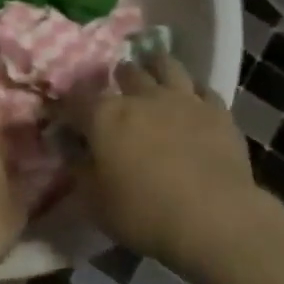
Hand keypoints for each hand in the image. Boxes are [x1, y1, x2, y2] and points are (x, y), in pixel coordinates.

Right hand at [60, 54, 265, 273]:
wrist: (214, 218)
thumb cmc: (145, 213)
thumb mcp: (95, 202)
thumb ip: (79, 169)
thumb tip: (70, 149)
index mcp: (105, 116)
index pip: (76, 97)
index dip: (68, 104)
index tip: (66, 114)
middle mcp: (142, 96)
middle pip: (126, 71)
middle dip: (118, 78)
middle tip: (117, 93)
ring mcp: (183, 98)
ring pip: (167, 65)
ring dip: (156, 67)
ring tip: (154, 74)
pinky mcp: (217, 110)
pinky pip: (203, 88)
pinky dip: (193, 91)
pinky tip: (193, 101)